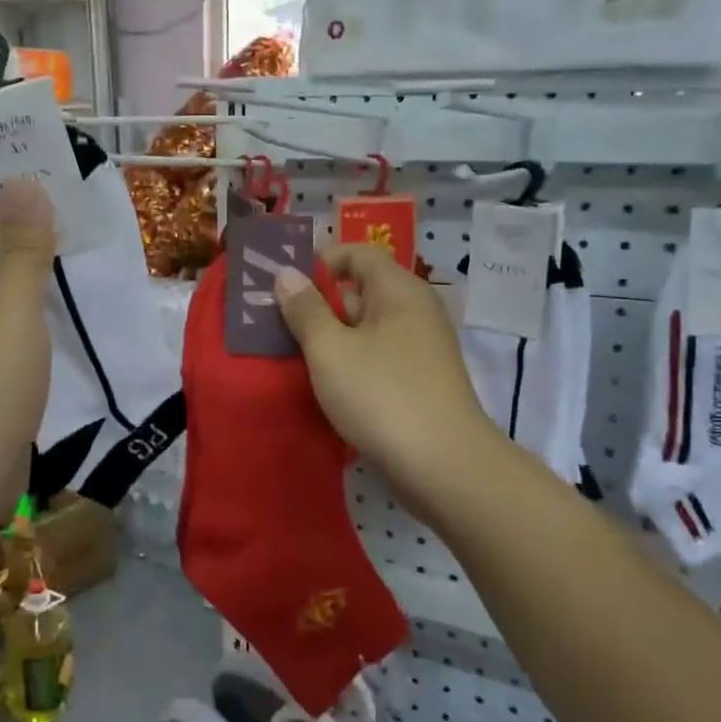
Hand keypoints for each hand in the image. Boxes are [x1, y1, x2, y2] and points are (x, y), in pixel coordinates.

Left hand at [0, 178, 53, 527]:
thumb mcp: (10, 310)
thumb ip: (21, 247)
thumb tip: (23, 181)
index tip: (30, 148)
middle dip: (17, 208)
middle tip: (69, 183)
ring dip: (28, 254)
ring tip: (77, 225)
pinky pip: (3, 312)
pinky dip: (30, 295)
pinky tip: (67, 288)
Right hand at [273, 245, 507, 515]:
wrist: (444, 467)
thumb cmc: (382, 396)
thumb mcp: (330, 350)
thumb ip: (305, 309)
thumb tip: (286, 273)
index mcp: (399, 290)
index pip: (357, 254)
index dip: (320, 261)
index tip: (284, 284)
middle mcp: (415, 311)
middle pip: (361, 290)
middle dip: (318, 303)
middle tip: (277, 321)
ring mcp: (421, 349)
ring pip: (366, 328)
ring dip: (331, 337)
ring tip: (291, 354)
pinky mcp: (419, 382)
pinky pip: (377, 357)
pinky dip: (350, 362)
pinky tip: (325, 383)